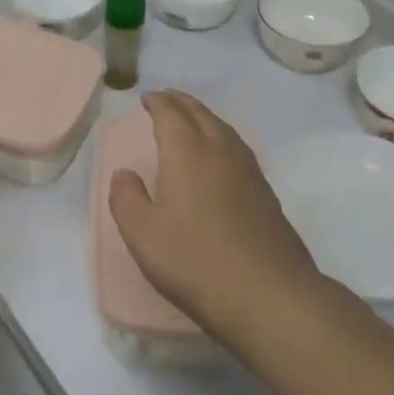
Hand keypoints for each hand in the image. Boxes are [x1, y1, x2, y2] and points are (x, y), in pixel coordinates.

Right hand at [109, 91, 321, 341]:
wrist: (269, 296)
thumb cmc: (196, 262)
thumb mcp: (143, 235)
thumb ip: (127, 199)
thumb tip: (124, 174)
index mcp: (188, 154)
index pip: (171, 114)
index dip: (158, 103)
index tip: (146, 98)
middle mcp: (221, 152)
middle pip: (200, 114)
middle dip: (181, 103)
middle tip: (165, 100)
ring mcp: (249, 172)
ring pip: (224, 129)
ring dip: (203, 117)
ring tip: (190, 121)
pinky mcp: (266, 194)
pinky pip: (238, 149)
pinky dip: (221, 139)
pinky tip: (219, 158)